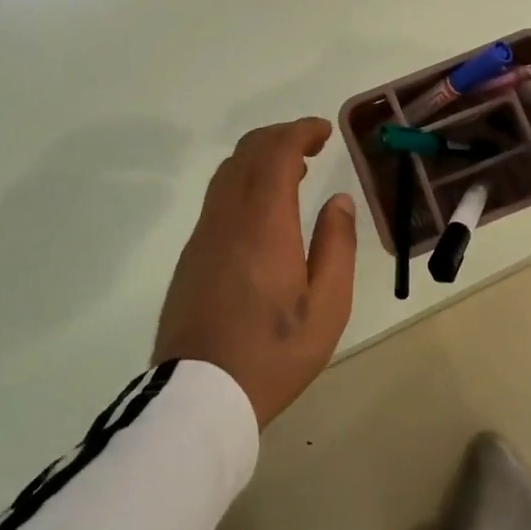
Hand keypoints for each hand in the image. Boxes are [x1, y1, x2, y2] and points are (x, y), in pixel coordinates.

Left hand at [153, 118, 358, 425]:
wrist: (198, 398)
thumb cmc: (272, 353)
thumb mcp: (327, 306)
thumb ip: (337, 245)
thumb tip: (338, 200)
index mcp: (263, 223)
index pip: (276, 152)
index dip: (300, 131)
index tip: (324, 131)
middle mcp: (228, 217)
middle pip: (248, 153)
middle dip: (280, 136)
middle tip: (312, 144)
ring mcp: (204, 235)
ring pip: (228, 173)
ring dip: (259, 157)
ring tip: (292, 170)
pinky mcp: (192, 255)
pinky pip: (218, 197)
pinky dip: (244, 180)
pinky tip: (263, 207)